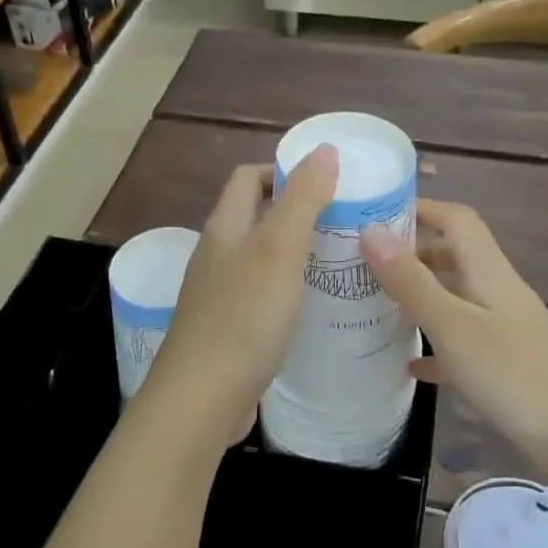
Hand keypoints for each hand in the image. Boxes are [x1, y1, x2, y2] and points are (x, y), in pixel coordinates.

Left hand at [136, 146, 338, 445]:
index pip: (249, 178)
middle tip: (345, 223)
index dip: (284, 171)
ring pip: (261, 258)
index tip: (328, 183)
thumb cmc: (244, 317)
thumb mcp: (279, 249)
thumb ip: (302, 198)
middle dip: (298, 212)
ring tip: (340, 261)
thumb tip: (324, 149)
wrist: (202, 399)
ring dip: (296, 252)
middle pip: (256, 217)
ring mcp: (220, 294)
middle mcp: (217, 255)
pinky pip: (262, 294)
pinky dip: (289, 289)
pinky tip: (315, 307)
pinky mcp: (229, 329)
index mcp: (225, 228)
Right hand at [361, 200, 547, 465]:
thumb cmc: (513, 376)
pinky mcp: (505, 362)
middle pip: (454, 255)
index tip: (374, 213)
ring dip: (420, 294)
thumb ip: (411, 281)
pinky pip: (461, 341)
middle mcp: (497, 290)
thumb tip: (370, 229)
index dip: (420, 208)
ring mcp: (504, 327)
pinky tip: (409, 366)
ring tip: (376, 304)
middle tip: (362, 261)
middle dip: (411, 252)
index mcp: (489, 271)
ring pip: (455, 296)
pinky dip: (434, 345)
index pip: (456, 219)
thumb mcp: (453, 326)